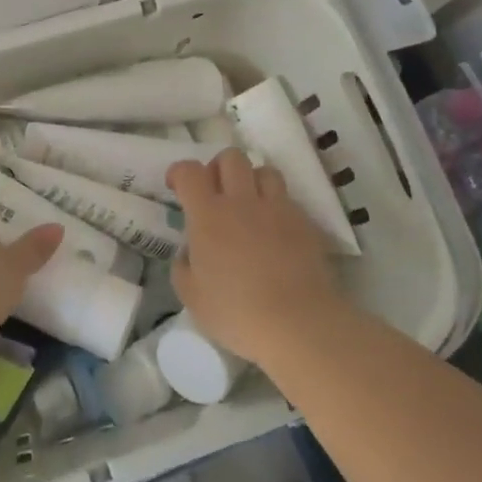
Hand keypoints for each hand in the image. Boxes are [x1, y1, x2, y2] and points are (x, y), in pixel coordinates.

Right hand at [167, 148, 346, 366]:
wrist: (298, 324)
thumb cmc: (237, 313)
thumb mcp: (192, 297)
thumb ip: (184, 266)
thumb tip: (189, 253)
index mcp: (208, 215)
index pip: (190, 171)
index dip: (180, 172)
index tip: (177, 187)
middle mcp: (242, 201)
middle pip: (231, 157)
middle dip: (219, 168)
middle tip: (215, 194)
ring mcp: (277, 208)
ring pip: (264, 170)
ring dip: (252, 181)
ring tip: (249, 206)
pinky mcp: (304, 222)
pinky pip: (287, 199)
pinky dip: (276, 206)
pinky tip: (275, 231)